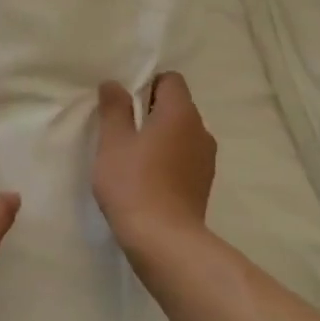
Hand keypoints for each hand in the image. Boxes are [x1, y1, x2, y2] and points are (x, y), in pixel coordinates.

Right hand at [93, 72, 215, 253]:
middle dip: (151, 112)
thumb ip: (114, 108)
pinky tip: (148, 179)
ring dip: (161, 137)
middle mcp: (200, 130)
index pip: (171, 80)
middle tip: (122, 130)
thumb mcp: (113, 142)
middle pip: (177, 106)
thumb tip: (114, 84)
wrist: (164, 240)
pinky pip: (185, 158)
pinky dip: (169, 160)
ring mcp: (206, 159)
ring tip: (134, 157)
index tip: (124, 104)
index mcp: (181, 113)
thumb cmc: (133, 183)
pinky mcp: (203, 184)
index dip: (147, 84)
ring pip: (182, 134)